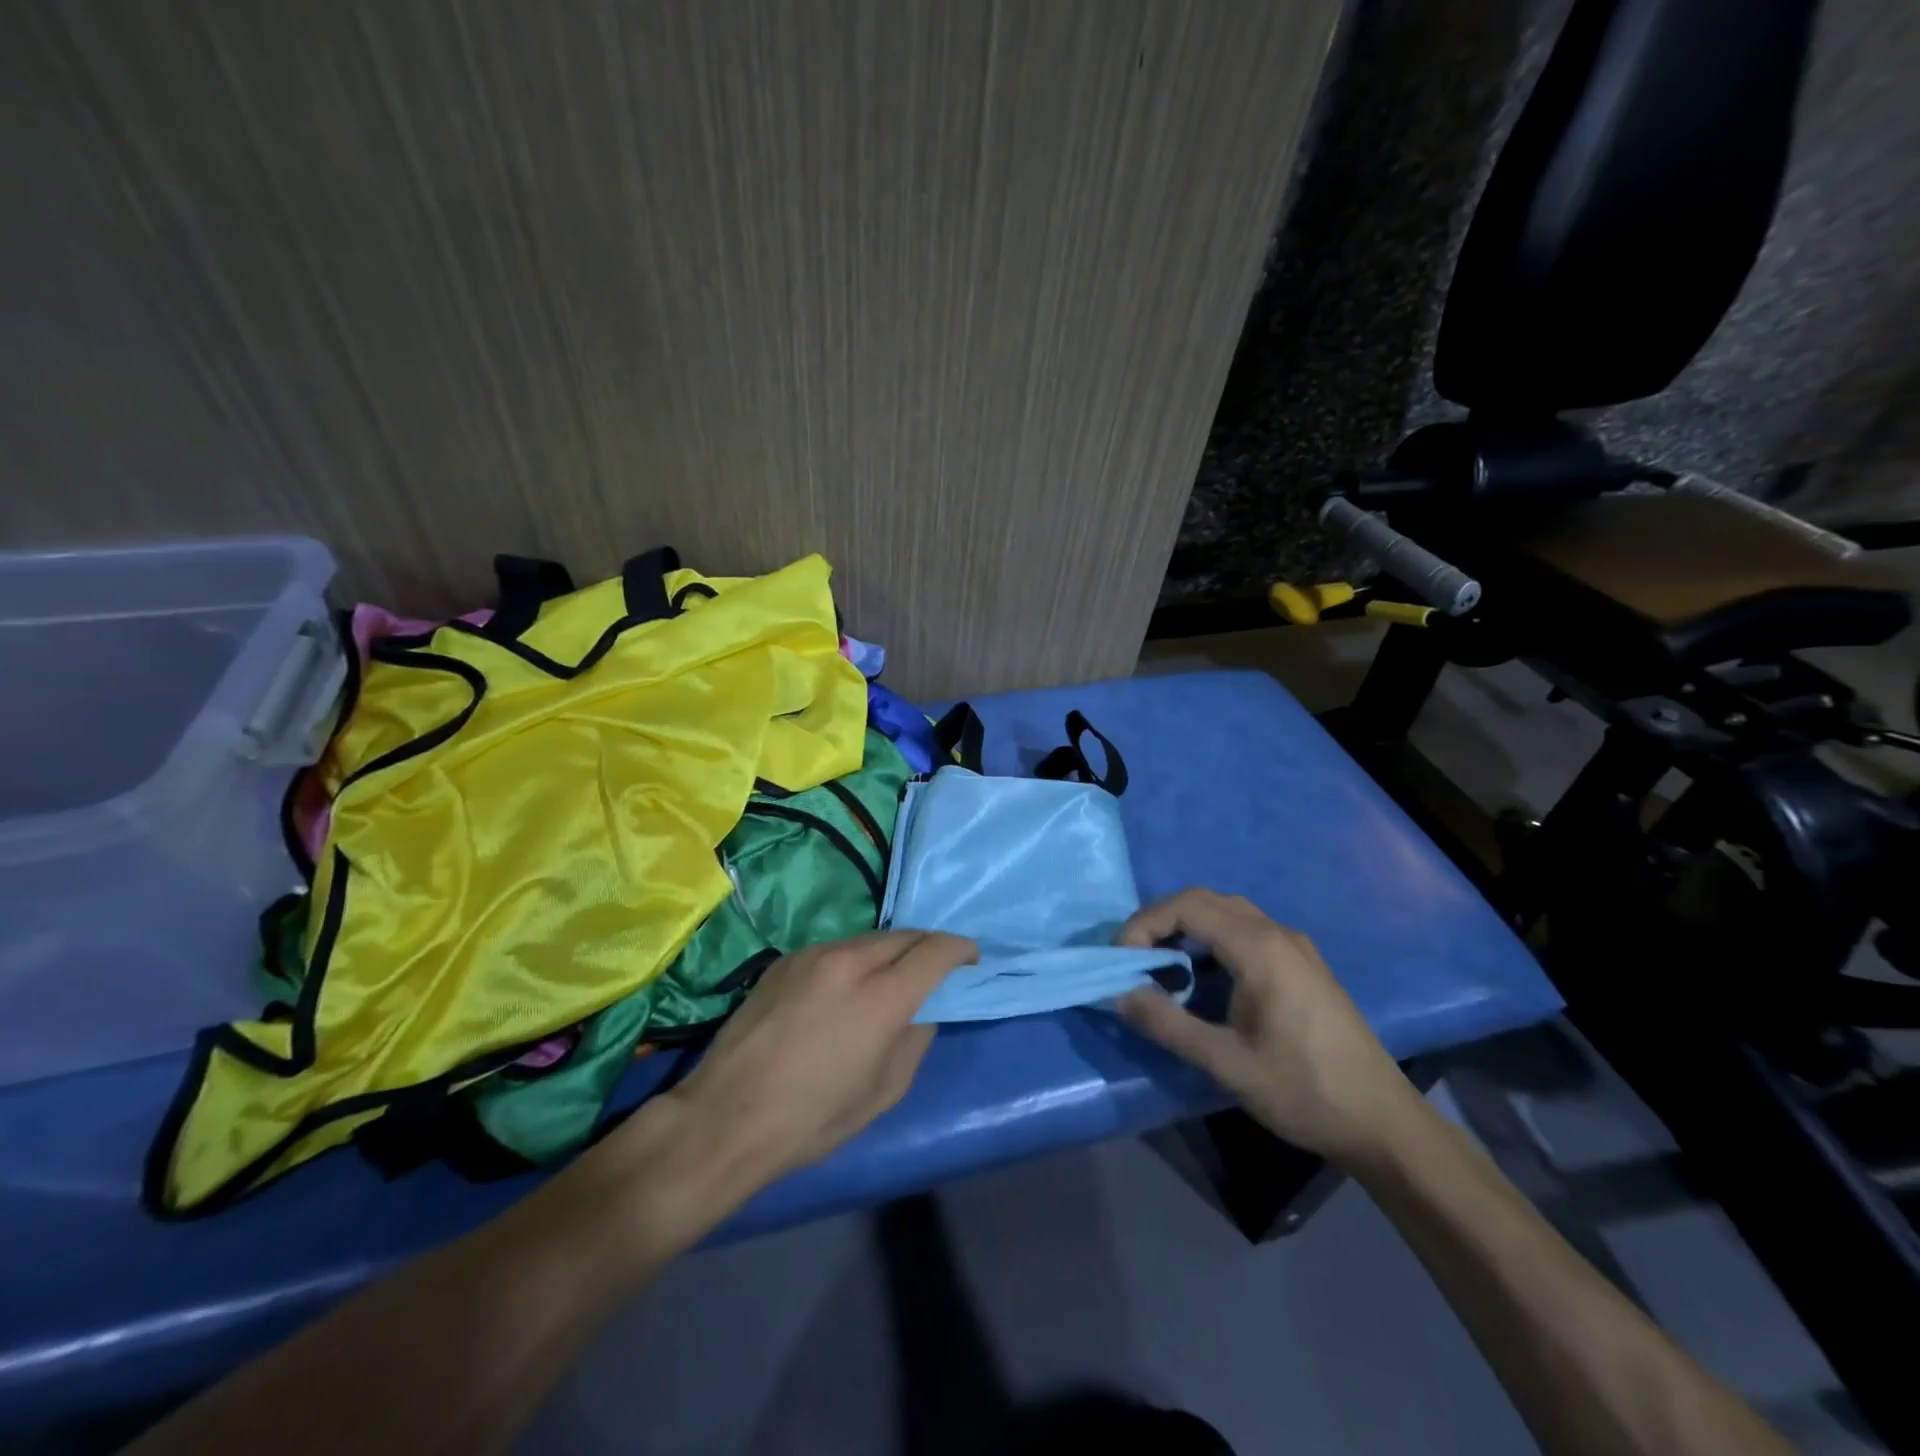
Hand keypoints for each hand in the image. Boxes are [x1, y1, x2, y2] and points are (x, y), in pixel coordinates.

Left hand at [651, 931, 978, 1196]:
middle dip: (926, 947)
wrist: (726, 1116)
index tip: (970, 959)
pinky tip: (843, 989)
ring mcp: (813, 955)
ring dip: (889, 953)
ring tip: (888, 980)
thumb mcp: (885, 1090)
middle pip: (904, 936)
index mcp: (882, 997)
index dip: (960, 949)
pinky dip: (853, 961)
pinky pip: (835, 949)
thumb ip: (915, 1039)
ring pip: (869, 939)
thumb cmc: (814, 1118)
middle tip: (933, 969)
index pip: (936, 950)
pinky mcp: (785, 960)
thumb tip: (922, 1009)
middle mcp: (850, 961)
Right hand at [1117, 889, 1421, 1164]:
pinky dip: (1212, 940)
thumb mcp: (1226, 1063)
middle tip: (1135, 960)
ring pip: (1227, 913)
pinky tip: (1205, 978)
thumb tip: (1118, 995)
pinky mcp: (1303, 964)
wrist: (1384, 1123)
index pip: (1187, 906)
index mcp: (1260, 948)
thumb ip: (1167, 1024)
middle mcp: (1277, 933)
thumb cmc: (1304, 1091)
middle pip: (1205, 901)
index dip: (1145, 923)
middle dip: (1161, 922)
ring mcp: (1295, 946)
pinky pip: (1246, 931)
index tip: (1122, 960)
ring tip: (1162, 967)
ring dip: (1187, 929)